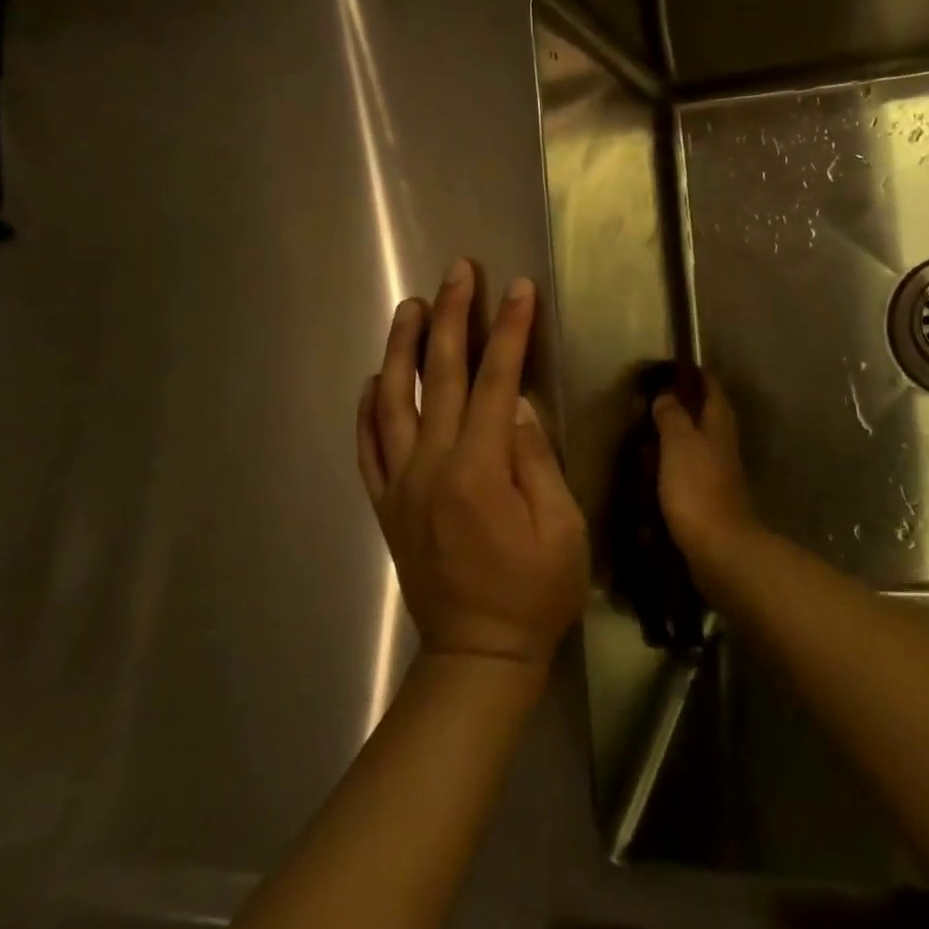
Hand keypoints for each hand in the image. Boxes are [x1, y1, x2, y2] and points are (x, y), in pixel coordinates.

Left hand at [357, 260, 589, 666]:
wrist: (478, 656)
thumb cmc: (536, 592)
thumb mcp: (562, 528)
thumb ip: (535, 460)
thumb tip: (514, 406)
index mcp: (479, 469)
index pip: (495, 381)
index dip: (510, 331)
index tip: (519, 289)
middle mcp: (430, 467)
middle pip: (439, 375)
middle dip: (452, 316)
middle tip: (459, 271)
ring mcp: (400, 485)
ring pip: (393, 401)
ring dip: (402, 347)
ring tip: (411, 304)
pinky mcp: (386, 506)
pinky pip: (366, 448)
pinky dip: (367, 409)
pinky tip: (374, 379)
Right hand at [652, 377, 761, 584]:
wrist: (719, 548)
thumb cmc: (697, 487)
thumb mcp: (679, 443)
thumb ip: (672, 415)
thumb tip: (666, 395)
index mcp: (719, 423)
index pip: (710, 387)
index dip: (692, 375)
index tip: (667, 368)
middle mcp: (723, 442)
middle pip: (704, 414)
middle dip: (681, 405)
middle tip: (649, 401)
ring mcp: (718, 470)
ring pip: (696, 441)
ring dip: (674, 434)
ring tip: (644, 432)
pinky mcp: (709, 495)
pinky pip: (689, 468)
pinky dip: (672, 462)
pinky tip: (652, 469)